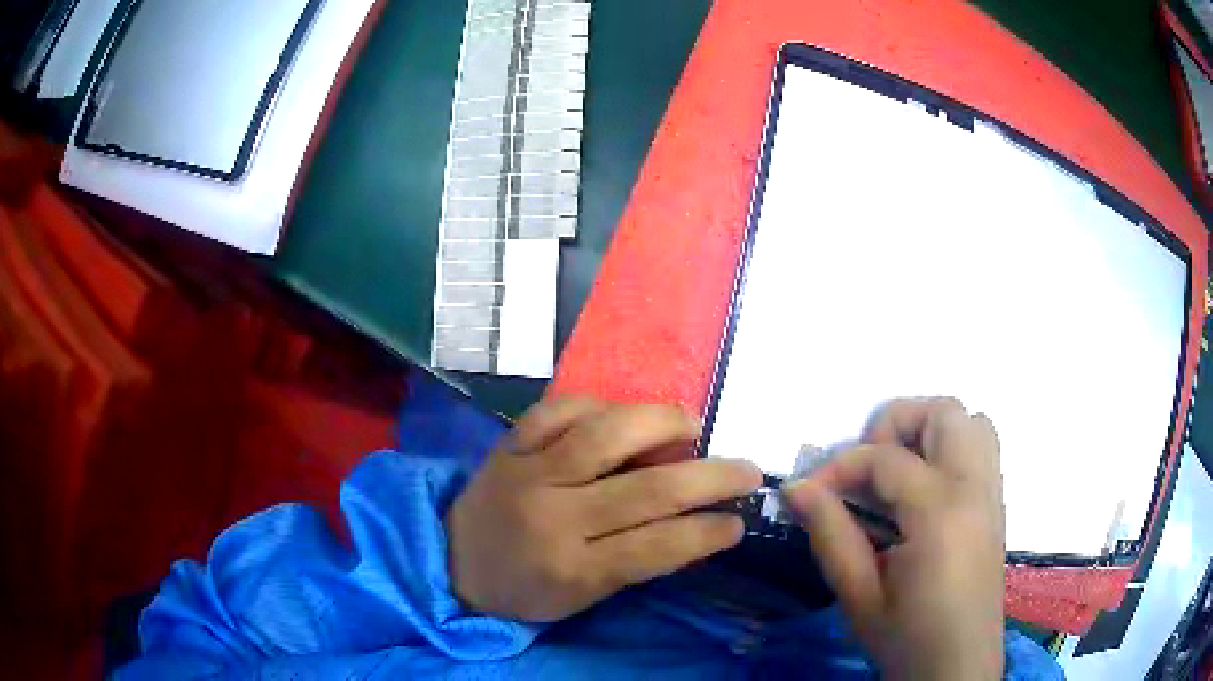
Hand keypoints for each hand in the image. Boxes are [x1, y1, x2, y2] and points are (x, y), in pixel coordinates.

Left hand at [446, 397, 762, 622]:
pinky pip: (557, 409)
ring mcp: (528, 472)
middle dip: (710, 476)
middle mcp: (553, 517)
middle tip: (746, 468)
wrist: (454, 561)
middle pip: (645, 490)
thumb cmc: (527, 589)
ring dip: (660, 423)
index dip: (707, 532)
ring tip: (693, 425)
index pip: (656, 547)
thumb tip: (699, 522)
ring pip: (604, 435)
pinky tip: (623, 412)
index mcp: (573, 568)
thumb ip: (639, 561)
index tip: (741, 519)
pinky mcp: (509, 444)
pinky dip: (598, 403)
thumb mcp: (585, 596)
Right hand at [784, 397, 1005, 680]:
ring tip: (897, 473)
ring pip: (970, 421)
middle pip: (943, 413)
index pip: (886, 459)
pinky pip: (982, 448)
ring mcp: (991, 493)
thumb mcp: (859, 596)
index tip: (808, 491)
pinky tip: (923, 492)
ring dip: (929, 431)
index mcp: (941, 513)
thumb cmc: (906, 639)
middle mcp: (975, 488)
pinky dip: (951, 448)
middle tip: (865, 470)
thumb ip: (831, 535)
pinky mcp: (995, 505)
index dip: (839, 467)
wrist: (957, 667)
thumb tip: (798, 486)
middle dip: (894, 425)